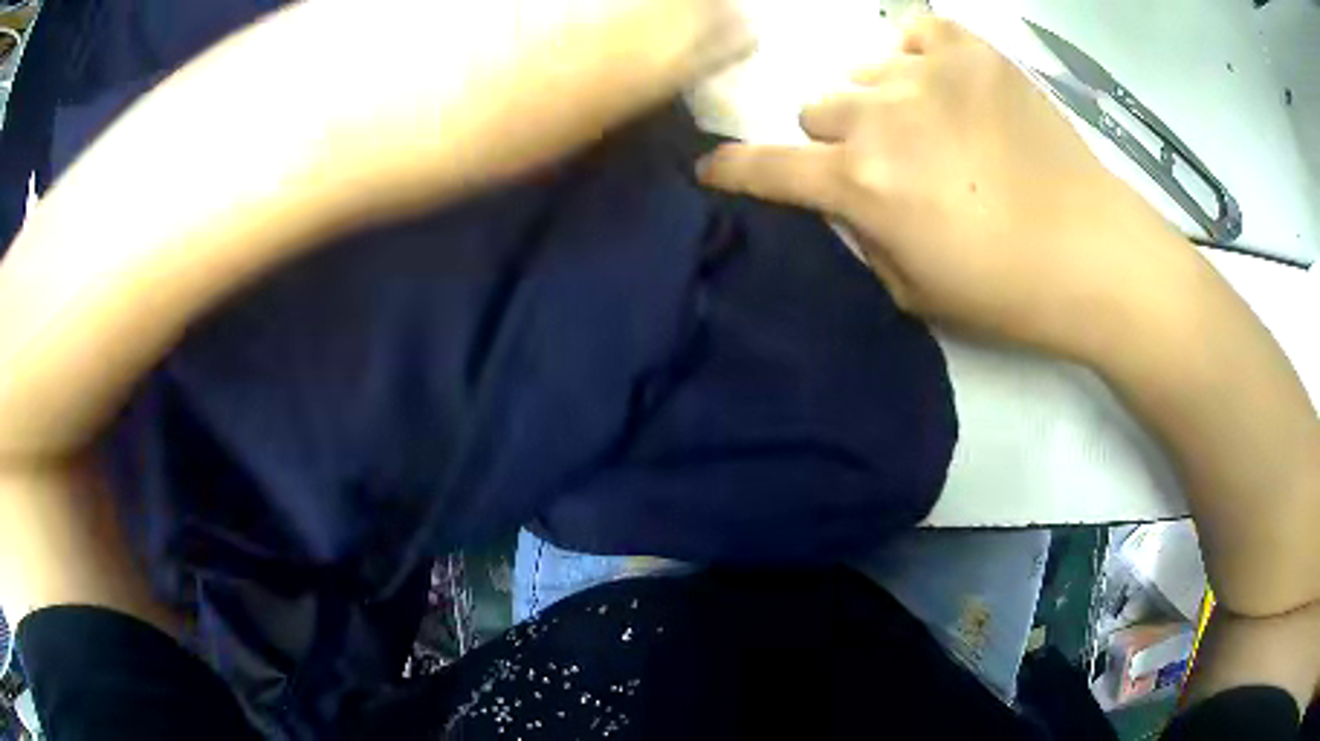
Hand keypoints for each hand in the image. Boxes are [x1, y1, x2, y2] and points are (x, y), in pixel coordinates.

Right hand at [698, 15, 1188, 362]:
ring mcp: (926, 72)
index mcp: (860, 184)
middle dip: (839, 138)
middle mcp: (879, 116)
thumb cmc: (1005, 290)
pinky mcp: (972, 51)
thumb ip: (858, 236)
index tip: (714, 168)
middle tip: (887, 162)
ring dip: (882, 101)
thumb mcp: (912, 290)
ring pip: (863, 72)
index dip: (733, 169)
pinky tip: (946, 83)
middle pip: (816, 107)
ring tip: (933, 127)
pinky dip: (920, 55)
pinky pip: (915, 31)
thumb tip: (837, 197)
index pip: (764, 167)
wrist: (1093, 254)